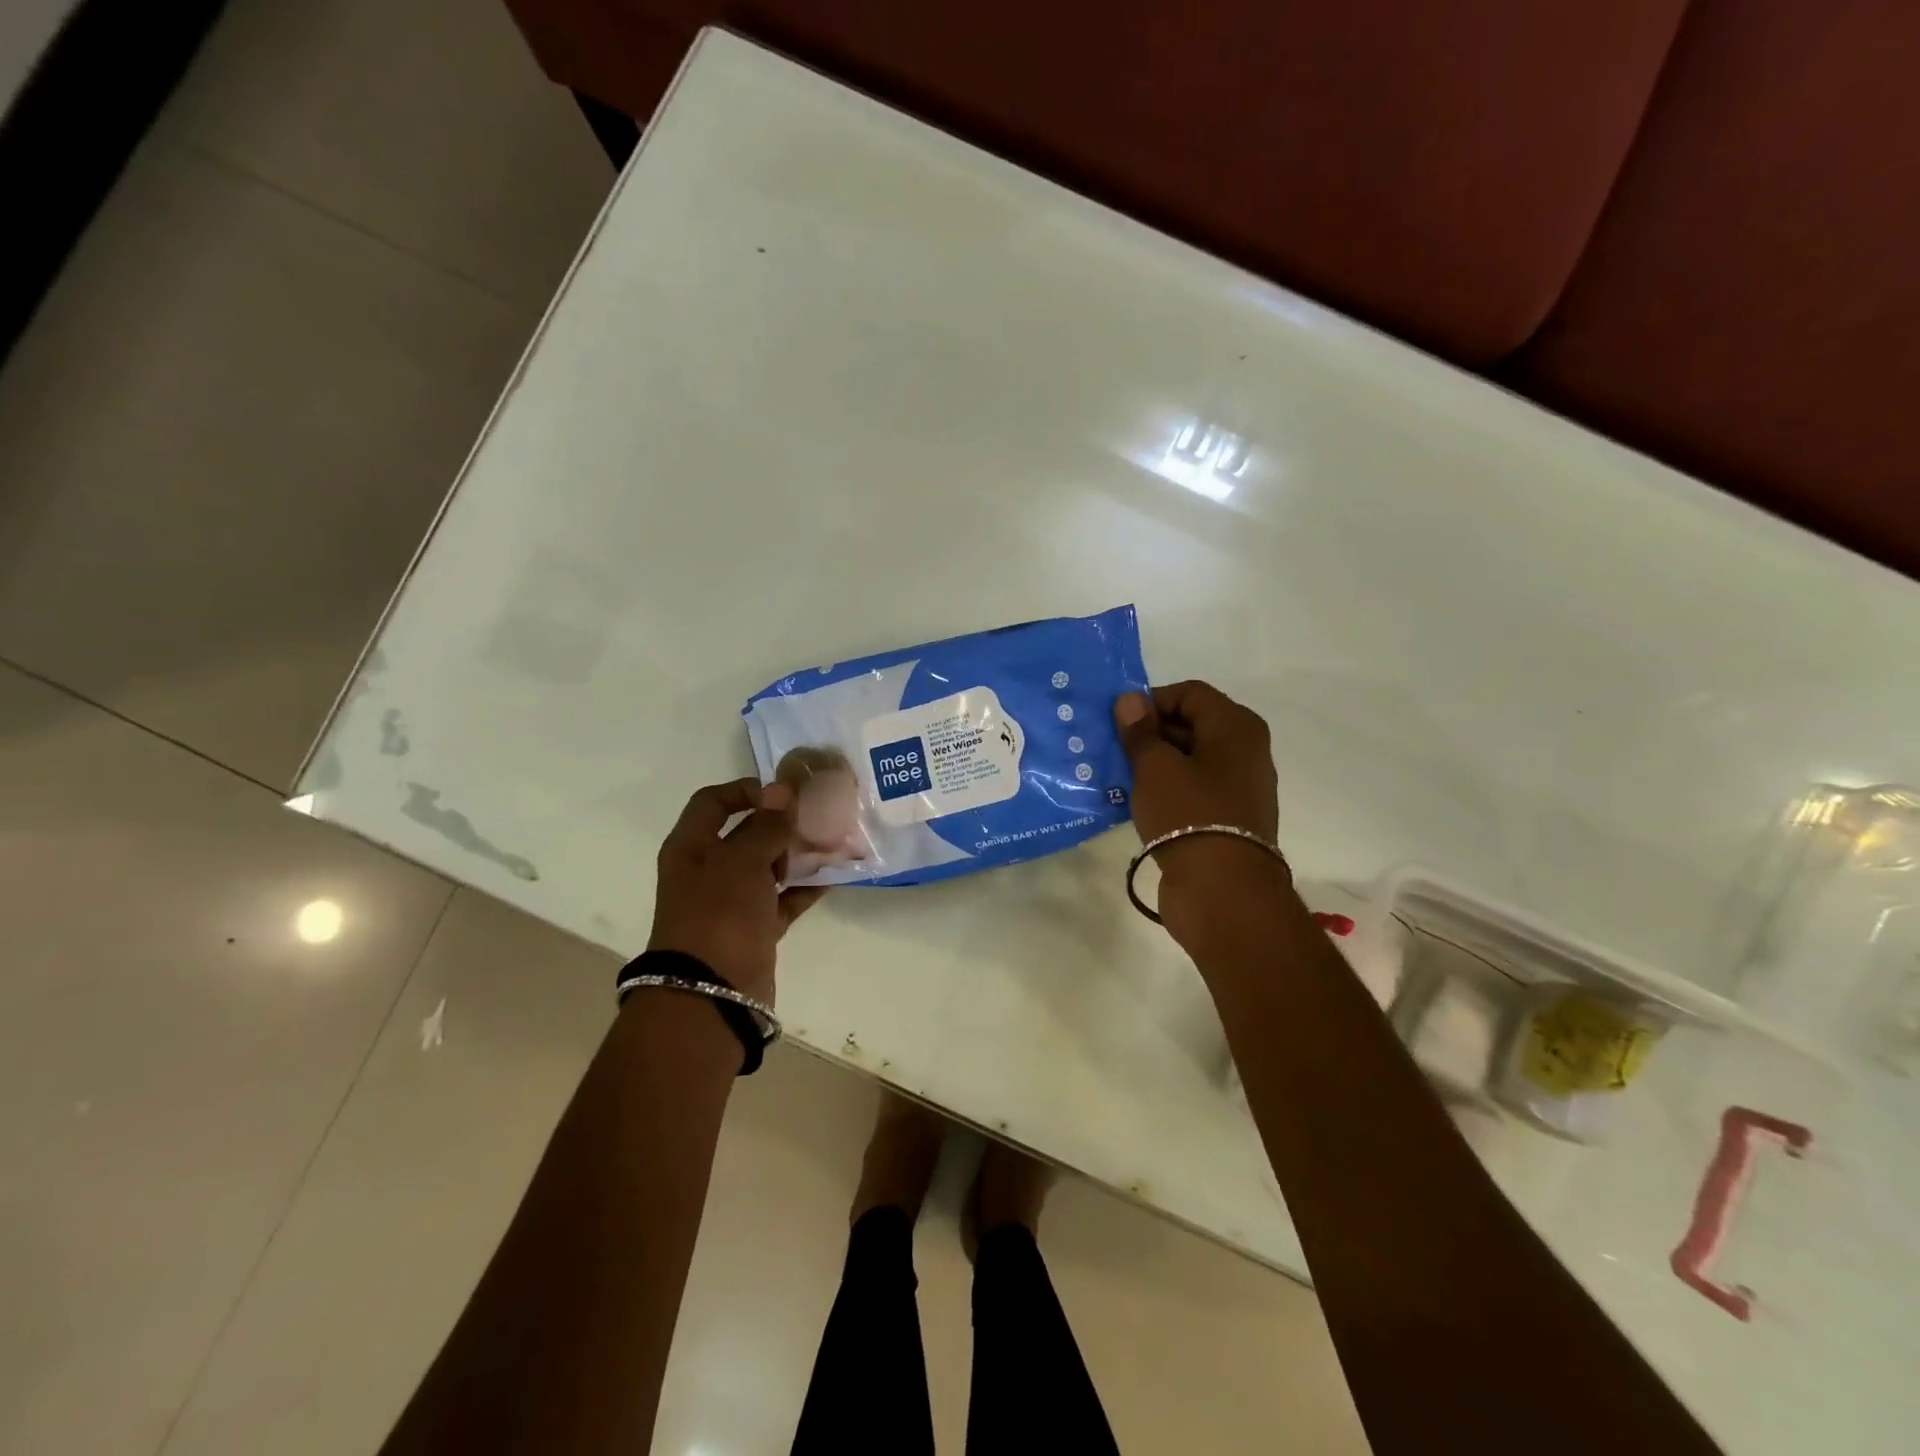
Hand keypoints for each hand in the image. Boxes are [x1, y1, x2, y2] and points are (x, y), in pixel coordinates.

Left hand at [647, 778, 825, 1003]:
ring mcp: (731, 901)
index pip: (713, 802)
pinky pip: (782, 900)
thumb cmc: (719, 914)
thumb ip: (766, 826)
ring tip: (831, 843)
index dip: (745, 790)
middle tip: (817, 818)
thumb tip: (782, 791)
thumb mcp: (742, 861)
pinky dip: (804, 888)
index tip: (784, 794)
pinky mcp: (753, 928)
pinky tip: (832, 877)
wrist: (710, 993)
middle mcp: (708, 870)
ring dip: (796, 855)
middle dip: (781, 824)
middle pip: (745, 833)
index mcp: (691, 847)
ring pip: (767, 867)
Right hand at [1113, 682, 1285, 946]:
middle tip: (1111, 750)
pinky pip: (1192, 791)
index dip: (1151, 702)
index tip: (1119, 724)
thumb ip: (1141, 731)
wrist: (1222, 891)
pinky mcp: (1228, 820)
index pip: (1189, 693)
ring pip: (1189, 761)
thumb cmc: (1189, 815)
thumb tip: (1130, 700)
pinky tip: (1136, 804)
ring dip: (1154, 764)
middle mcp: (1245, 751)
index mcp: (1236, 727)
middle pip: (1191, 725)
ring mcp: (1239, 788)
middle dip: (1149, 734)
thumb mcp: (1156, 767)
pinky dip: (1166, 791)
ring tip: (1117, 777)